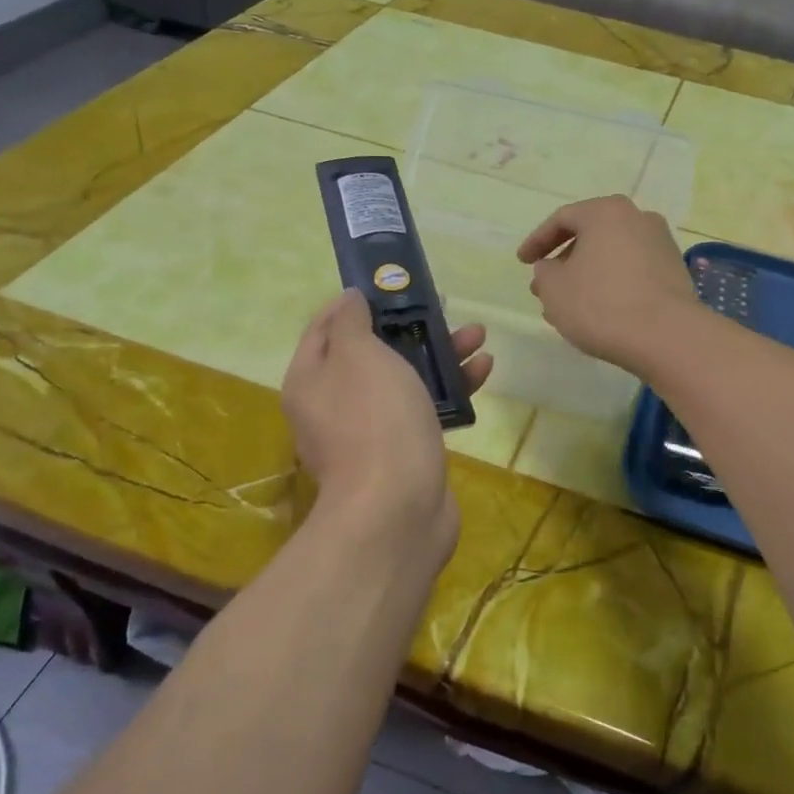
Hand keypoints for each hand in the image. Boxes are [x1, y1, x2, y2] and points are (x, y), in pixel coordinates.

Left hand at [280, 290, 491, 566]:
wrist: (398, 509)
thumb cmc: (375, 420)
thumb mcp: (358, 355)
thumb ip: (351, 322)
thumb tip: (349, 300)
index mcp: (311, 380)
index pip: (325, 326)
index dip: (355, 302)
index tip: (389, 284)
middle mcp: (334, 404)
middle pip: (372, 353)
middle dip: (410, 327)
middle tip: (443, 308)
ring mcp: (370, 432)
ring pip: (405, 380)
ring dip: (439, 355)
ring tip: (476, 336)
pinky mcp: (405, 453)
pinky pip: (425, 409)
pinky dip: (451, 389)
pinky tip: (482, 372)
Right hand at [517, 196, 700, 375]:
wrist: (666, 336)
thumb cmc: (601, 305)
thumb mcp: (555, 289)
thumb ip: (544, 272)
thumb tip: (551, 267)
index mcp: (606, 212)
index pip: (562, 219)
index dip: (537, 241)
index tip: (522, 262)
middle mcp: (638, 218)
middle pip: (590, 235)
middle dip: (564, 260)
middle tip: (545, 285)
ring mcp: (661, 244)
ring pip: (611, 255)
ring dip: (587, 275)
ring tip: (569, 304)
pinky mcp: (674, 271)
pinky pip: (632, 271)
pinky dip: (611, 284)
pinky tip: (599, 311)